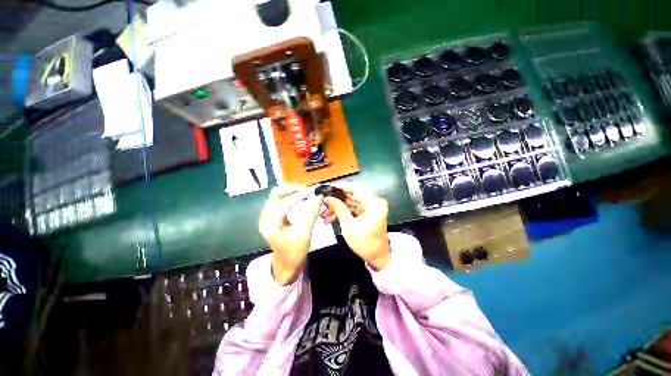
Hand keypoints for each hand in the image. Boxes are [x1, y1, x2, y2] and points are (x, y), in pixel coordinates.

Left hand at [259, 185, 321, 284]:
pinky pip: (279, 200)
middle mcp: (265, 218)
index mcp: (271, 225)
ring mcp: (267, 217)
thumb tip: (319, 197)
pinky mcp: (272, 216)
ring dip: (291, 191)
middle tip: (308, 189)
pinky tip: (300, 197)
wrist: (286, 264)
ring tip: (305, 191)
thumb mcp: (305, 234)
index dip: (300, 194)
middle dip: (292, 189)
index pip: (285, 203)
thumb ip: (312, 214)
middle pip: (275, 195)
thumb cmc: (295, 252)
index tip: (313, 189)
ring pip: (277, 196)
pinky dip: (289, 196)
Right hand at [321, 184, 390, 270]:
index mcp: (374, 203)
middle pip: (352, 195)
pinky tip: (330, 217)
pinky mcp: (368, 212)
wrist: (377, 257)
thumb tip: (328, 198)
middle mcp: (374, 202)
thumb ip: (339, 209)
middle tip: (323, 201)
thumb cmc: (365, 243)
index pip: (356, 188)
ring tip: (324, 212)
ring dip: (338, 207)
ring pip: (351, 202)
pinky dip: (343, 212)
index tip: (328, 189)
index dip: (341, 188)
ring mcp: (371, 207)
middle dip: (337, 199)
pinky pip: (353, 208)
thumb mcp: (349, 226)